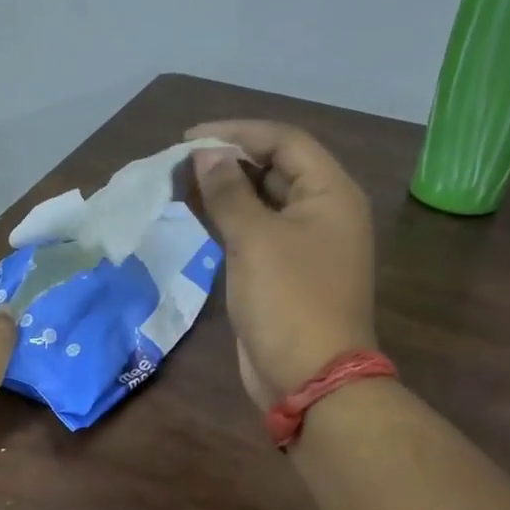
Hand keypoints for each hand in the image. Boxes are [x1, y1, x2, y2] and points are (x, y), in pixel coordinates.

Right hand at [186, 120, 377, 409]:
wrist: (308, 377)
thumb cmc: (289, 300)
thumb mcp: (255, 239)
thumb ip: (228, 192)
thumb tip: (205, 155)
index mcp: (331, 194)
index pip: (284, 141)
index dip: (237, 132)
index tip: (189, 138)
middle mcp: (321, 211)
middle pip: (274, 167)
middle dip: (228, 159)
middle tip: (179, 160)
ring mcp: (303, 244)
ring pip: (261, 200)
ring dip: (223, 189)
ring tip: (179, 182)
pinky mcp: (282, 271)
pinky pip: (254, 231)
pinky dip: (226, 219)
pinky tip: (195, 213)